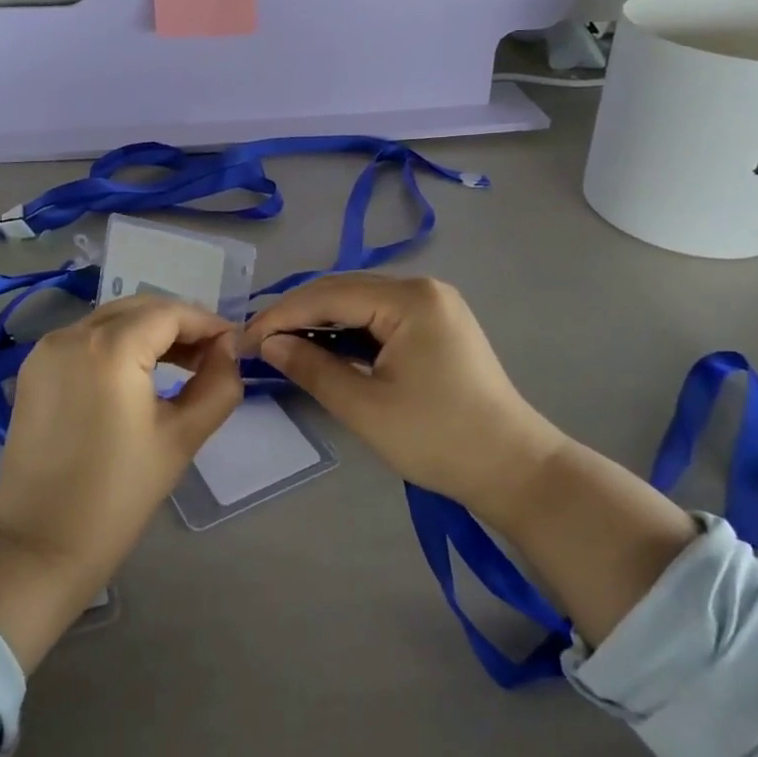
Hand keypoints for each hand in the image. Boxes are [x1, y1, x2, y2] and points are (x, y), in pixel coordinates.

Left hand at [0, 297, 242, 670]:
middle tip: (211, 355)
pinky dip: (117, 344)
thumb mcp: (181, 438)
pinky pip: (86, 338)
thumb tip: (227, 350)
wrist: (39, 544)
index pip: (170, 313)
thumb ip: (217, 385)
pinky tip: (138, 372)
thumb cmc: (118, 494)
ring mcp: (47, 348)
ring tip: (182, 364)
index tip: (234, 345)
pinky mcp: (33, 368)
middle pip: (140, 308)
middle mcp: (74, 333)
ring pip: (112, 319)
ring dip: (149, 332)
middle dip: (180, 324)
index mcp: (111, 348)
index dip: (207, 323)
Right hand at [244, 274, 563, 527]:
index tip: (243, 339)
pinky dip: (349, 329)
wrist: (514, 469)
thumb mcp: (366, 407)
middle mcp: (423, 288)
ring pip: (361, 301)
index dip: (281, 315)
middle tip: (258, 342)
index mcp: (410, 299)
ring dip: (322, 320)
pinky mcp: (437, 323)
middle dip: (298, 314)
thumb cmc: (438, 439)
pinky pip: (380, 315)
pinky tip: (325, 346)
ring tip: (283, 344)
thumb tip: (268, 343)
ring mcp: (434, 303)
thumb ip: (313, 368)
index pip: (329, 295)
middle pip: (344, 290)